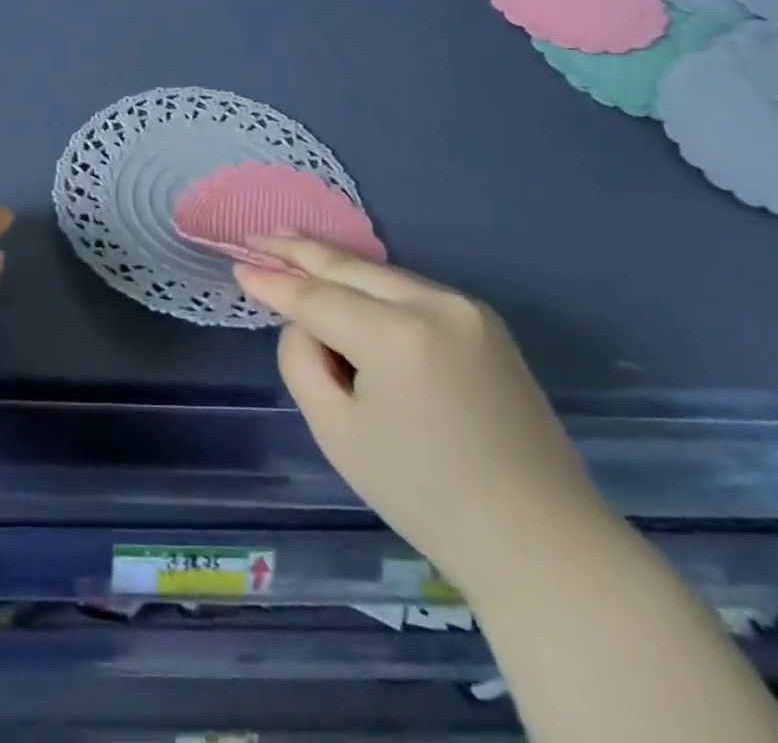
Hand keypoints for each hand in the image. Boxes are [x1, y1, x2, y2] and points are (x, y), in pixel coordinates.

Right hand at [234, 238, 612, 594]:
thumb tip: (304, 324)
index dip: (273, 283)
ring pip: (380, 273)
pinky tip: (345, 279)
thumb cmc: (426, 497)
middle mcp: (434, 305)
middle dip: (299, 250)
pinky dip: (371, 284)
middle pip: (349, 267)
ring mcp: (466, 308)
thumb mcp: (338, 433)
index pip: (316, 298)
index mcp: (397, 337)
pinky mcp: (484, 320)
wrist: (539, 541)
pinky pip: (410, 290)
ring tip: (291, 244)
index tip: (237, 267)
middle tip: (256, 235)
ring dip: (334, 262)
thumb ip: (303, 361)